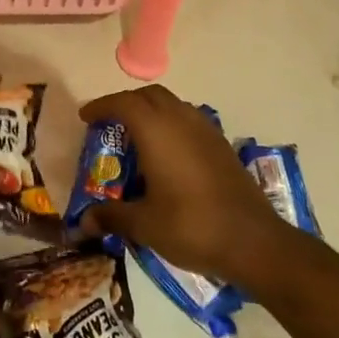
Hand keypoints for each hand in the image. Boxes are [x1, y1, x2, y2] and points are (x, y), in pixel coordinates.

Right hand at [76, 85, 290, 286]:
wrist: (254, 242)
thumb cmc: (191, 226)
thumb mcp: (144, 224)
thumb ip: (112, 216)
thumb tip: (83, 222)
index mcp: (156, 130)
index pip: (123, 103)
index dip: (101, 107)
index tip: (85, 118)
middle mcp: (181, 119)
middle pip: (148, 96)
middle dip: (126, 104)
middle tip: (109, 124)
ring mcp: (206, 130)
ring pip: (172, 105)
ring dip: (151, 112)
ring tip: (137, 137)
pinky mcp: (222, 145)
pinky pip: (188, 120)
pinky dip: (171, 125)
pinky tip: (168, 154)